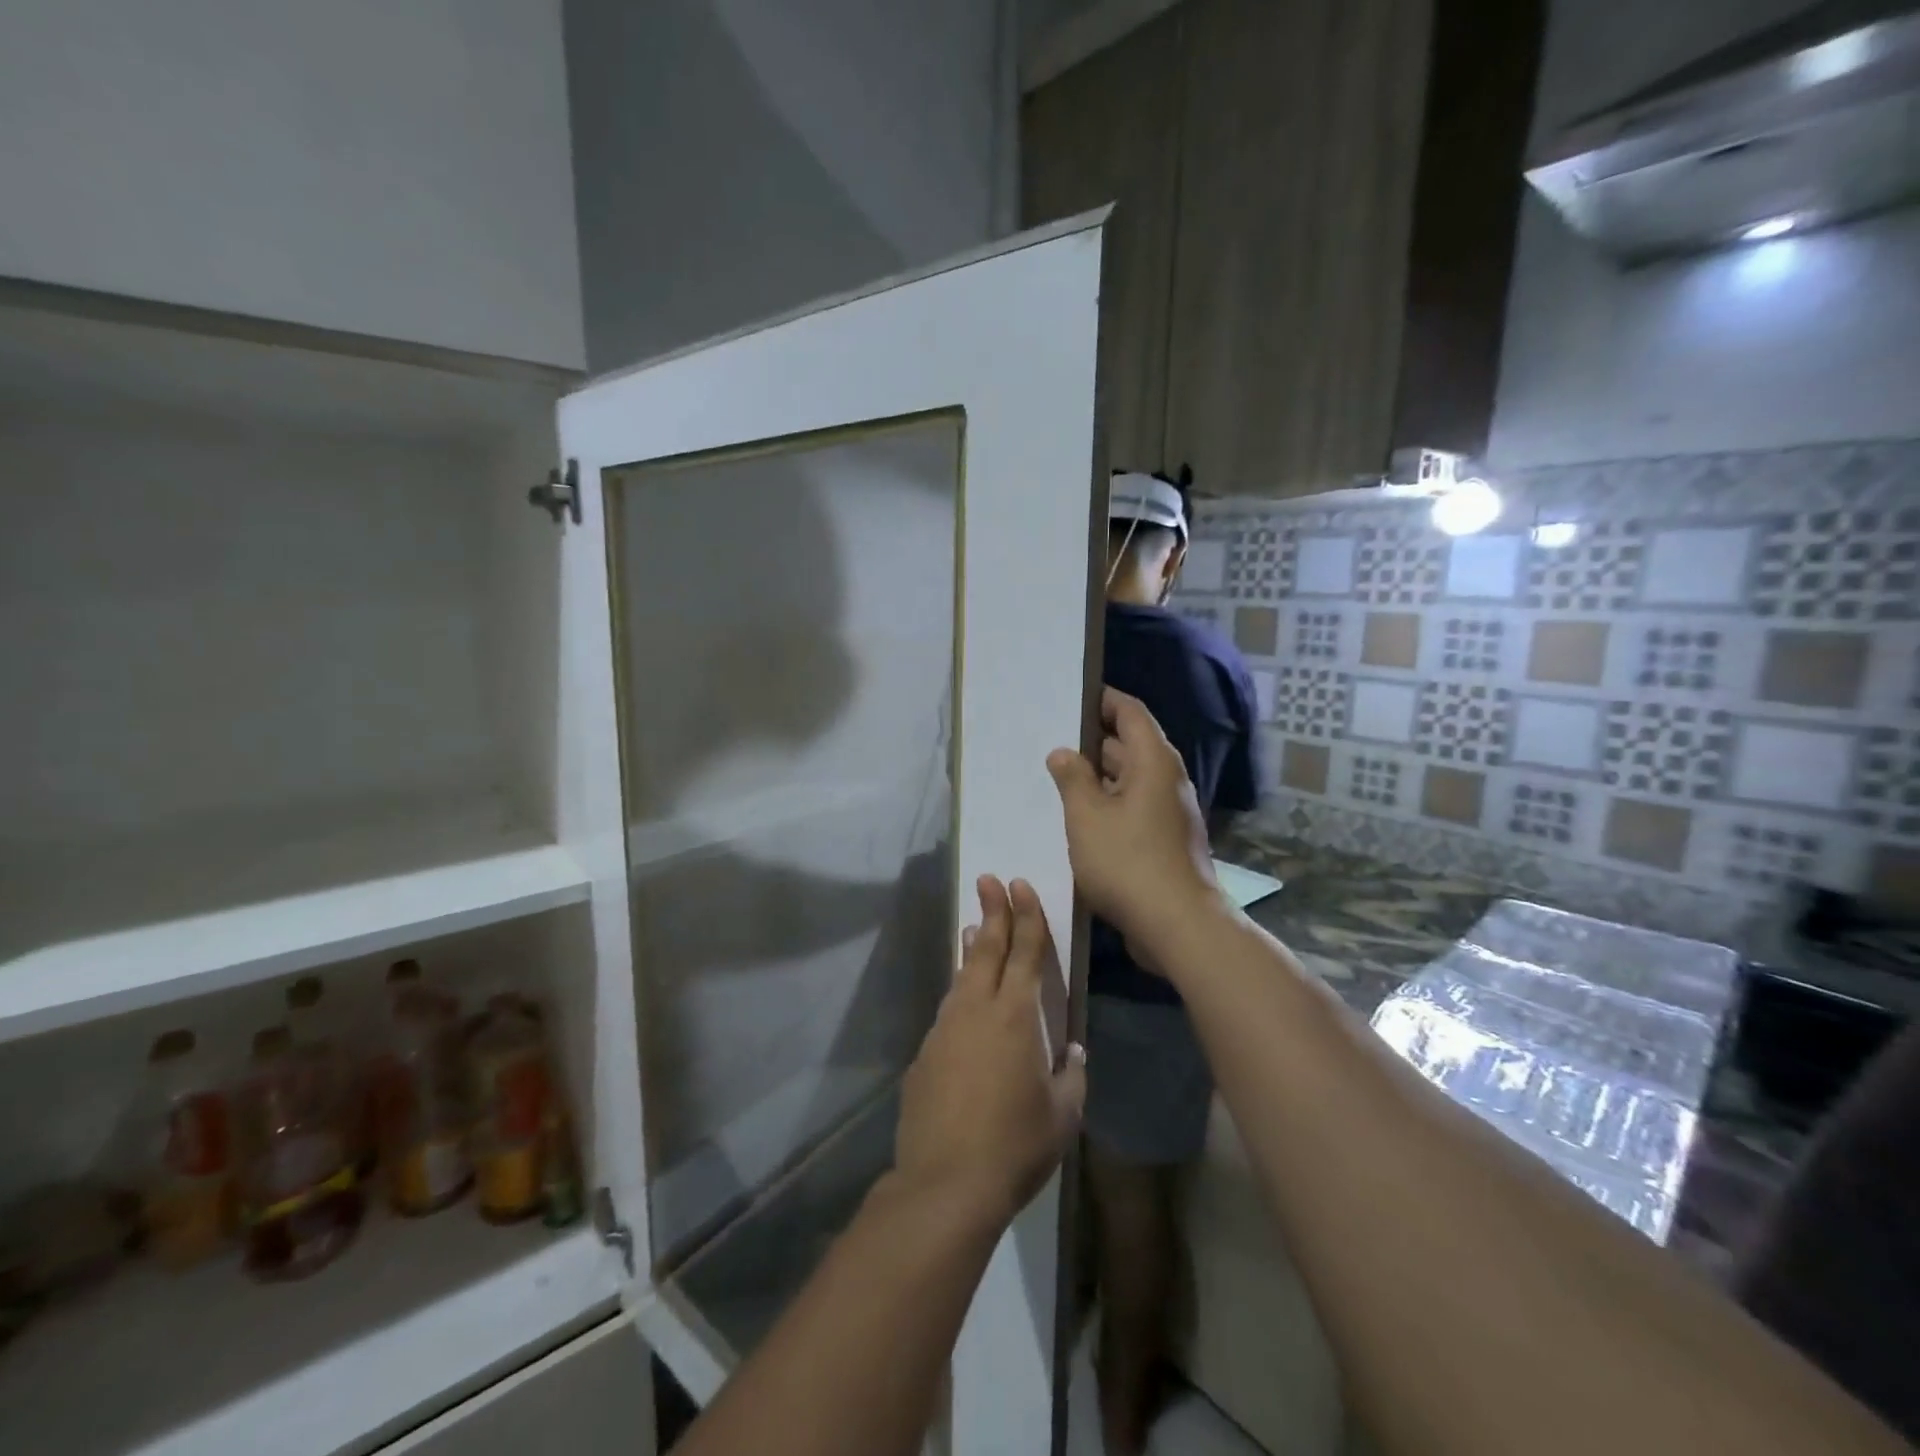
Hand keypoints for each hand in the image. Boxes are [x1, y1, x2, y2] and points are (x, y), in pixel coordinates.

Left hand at [893, 876, 1086, 1228]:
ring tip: (974, 927)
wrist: (945, 1182)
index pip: (1025, 953)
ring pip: (962, 976)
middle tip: (989, 879)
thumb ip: (1071, 1075)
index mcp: (1016, 1017)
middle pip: (986, 948)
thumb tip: (1071, 1050)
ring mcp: (945, 1029)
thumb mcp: (1062, 1115)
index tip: (1020, 885)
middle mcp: (977, 1010)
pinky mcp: (925, 1053)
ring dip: (972, 949)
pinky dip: (959, 993)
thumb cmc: (1015, 1146)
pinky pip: (949, 1011)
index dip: (1026, 917)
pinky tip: (964, 1003)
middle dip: (992, 910)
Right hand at [1046, 688, 1222, 959]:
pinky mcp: (1166, 841)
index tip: (1071, 698)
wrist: (1178, 925)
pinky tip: (1080, 821)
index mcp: (1153, 761)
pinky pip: (1134, 809)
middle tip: (1051, 742)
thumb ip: (1072, 778)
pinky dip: (1109, 806)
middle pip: (1130, 745)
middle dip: (1092, 743)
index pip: (1129, 712)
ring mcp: (1170, 812)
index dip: (1102, 701)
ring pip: (1130, 781)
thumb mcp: (1087, 816)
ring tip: (1057, 780)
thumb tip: (1063, 752)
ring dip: (1098, 779)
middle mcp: (1167, 780)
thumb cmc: (1128, 861)